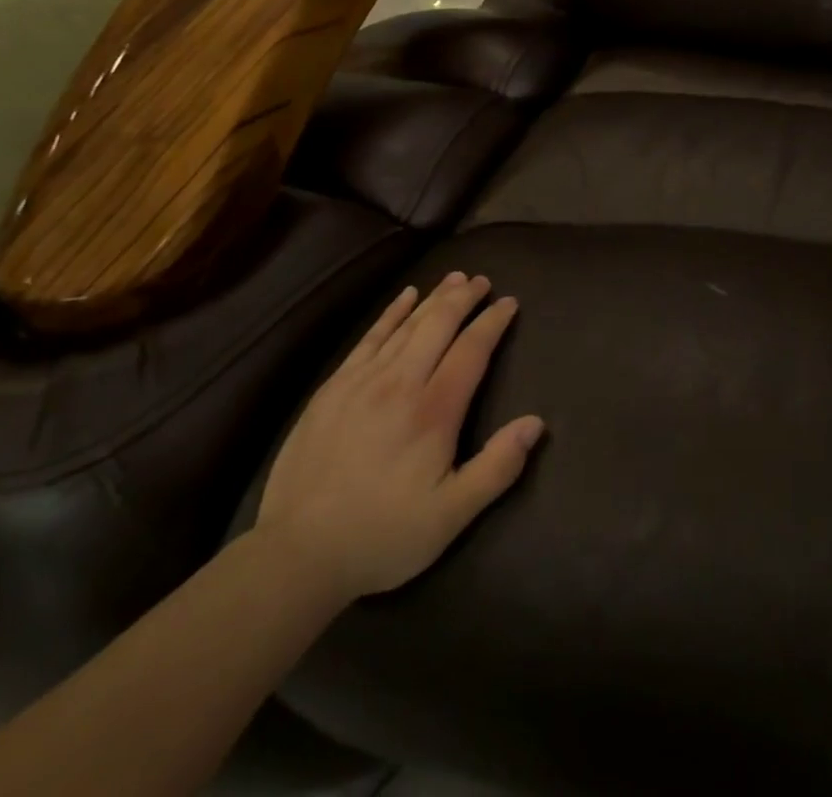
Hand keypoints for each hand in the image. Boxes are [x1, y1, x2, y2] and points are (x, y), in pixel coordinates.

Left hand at [253, 272, 543, 606]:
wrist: (296, 553)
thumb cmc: (382, 536)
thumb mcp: (451, 516)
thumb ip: (497, 467)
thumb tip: (535, 423)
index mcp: (434, 411)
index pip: (471, 350)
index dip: (493, 322)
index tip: (509, 302)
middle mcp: (400, 383)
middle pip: (439, 325)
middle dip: (464, 298)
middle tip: (482, 281)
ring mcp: (362, 381)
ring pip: (407, 325)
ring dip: (434, 298)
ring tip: (455, 278)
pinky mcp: (333, 387)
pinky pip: (370, 337)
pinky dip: (391, 312)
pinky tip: (405, 297)